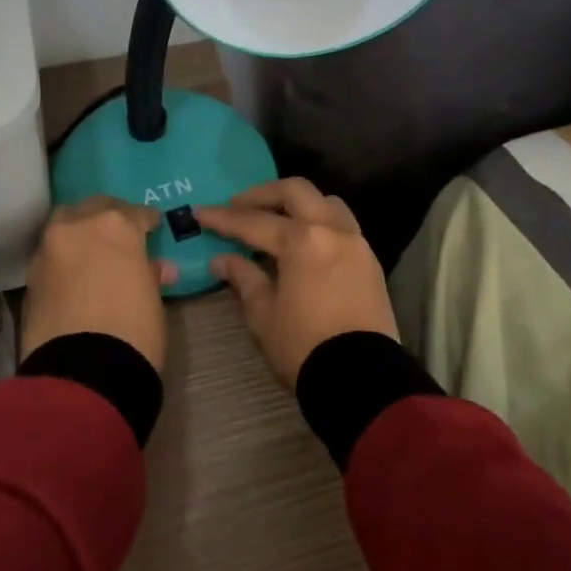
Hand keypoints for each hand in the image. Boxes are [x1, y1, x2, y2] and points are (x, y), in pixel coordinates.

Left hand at [22, 198, 174, 372]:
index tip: (152, 227)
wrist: (82, 374)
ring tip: (93, 251)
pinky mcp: (30, 277)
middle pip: (93, 208)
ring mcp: (48, 250)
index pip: (135, 213)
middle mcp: (77, 227)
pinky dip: (63, 257)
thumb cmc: (133, 331)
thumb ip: (149, 274)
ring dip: (79, 231)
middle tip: (120, 234)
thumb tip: (155, 268)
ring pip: (64, 224)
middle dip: (108, 217)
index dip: (146, 221)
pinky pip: (50, 254)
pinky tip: (74, 274)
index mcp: (115, 226)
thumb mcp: (152, 299)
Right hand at [197, 178, 394, 389]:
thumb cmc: (305, 347)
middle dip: (263, 195)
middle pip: (296, 192)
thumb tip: (222, 260)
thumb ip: (244, 279)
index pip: (254, 222)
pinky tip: (303, 241)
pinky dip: (319, 222)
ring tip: (276, 219)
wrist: (362, 379)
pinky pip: (342, 225)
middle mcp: (332, 230)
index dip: (224, 218)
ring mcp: (356, 242)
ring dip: (298, 203)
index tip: (201, 212)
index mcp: (302, 241)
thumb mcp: (264, 315)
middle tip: (238, 206)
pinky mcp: (370, 261)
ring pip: (325, 202)